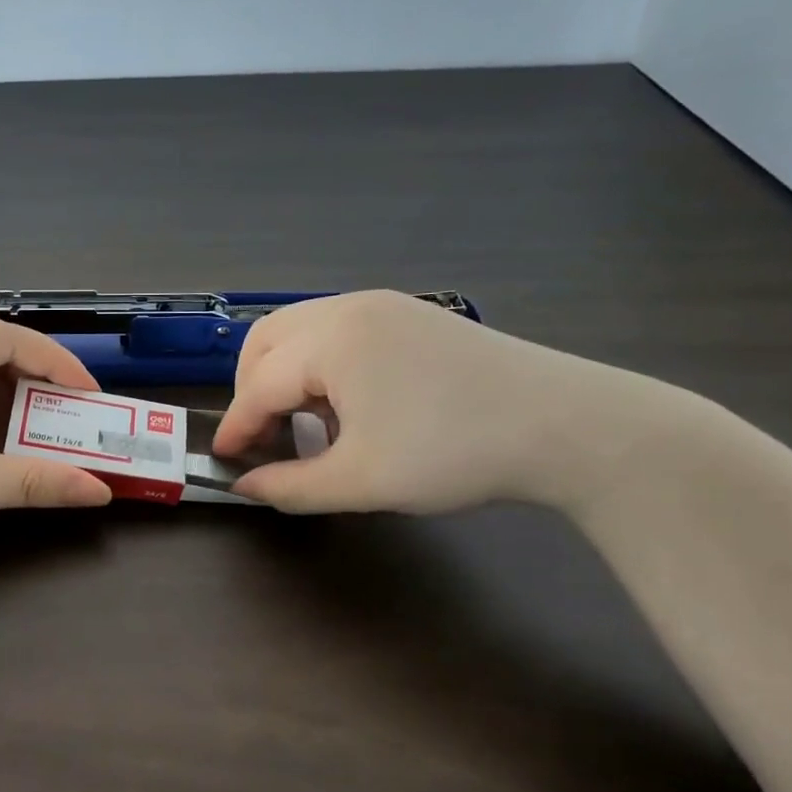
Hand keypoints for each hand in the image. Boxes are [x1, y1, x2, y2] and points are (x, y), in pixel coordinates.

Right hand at [212, 290, 658, 515]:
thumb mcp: (362, 482)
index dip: (237, 426)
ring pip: (301, 331)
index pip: (259, 384)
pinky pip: (338, 331)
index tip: (224, 460)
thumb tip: (246, 486)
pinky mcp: (411, 315)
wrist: (566, 426)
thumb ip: (291, 486)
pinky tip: (348, 405)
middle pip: (267, 341)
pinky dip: (320, 365)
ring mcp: (384, 305)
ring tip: (306, 424)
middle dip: (251, 389)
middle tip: (263, 437)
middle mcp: (349, 308)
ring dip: (285, 375)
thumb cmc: (454, 453)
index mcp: (332, 340)